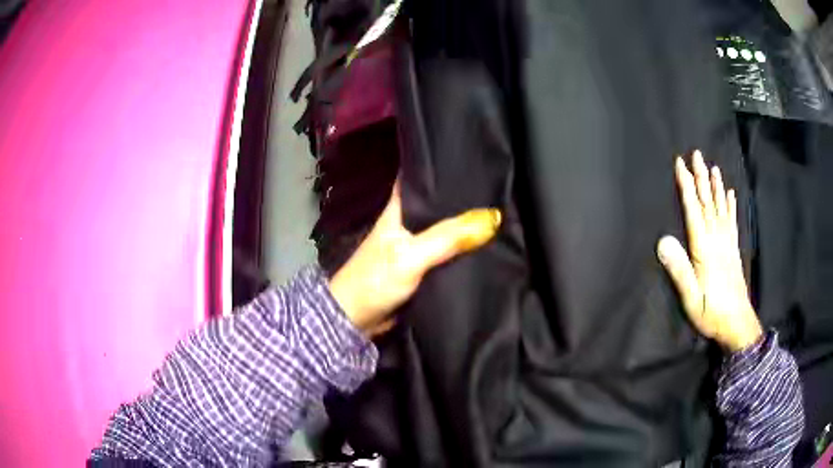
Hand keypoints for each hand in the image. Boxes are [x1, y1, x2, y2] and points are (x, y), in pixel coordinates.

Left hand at [329, 183, 501, 335]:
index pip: (422, 176)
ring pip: (447, 228)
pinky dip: (464, 248)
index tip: (476, 160)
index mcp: (399, 208)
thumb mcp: (411, 255)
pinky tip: (488, 243)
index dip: (445, 166)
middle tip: (501, 188)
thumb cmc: (375, 281)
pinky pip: (449, 252)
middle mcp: (409, 221)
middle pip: (440, 203)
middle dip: (466, 197)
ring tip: (503, 210)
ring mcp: (416, 245)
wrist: (356, 320)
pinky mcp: (423, 267)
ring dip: (468, 224)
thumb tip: (493, 218)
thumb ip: (448, 238)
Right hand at [657, 151, 762, 351]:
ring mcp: (728, 243)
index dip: (686, 186)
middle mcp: (717, 240)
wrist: (737, 323)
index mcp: (704, 249)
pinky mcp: (734, 250)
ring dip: (716, 186)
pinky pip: (732, 221)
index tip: (680, 164)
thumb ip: (679, 270)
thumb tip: (662, 240)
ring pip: (721, 207)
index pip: (693, 210)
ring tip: (713, 167)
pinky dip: (731, 205)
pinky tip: (730, 193)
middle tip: (697, 154)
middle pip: (708, 202)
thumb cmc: (712, 313)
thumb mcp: (691, 298)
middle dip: (701, 177)